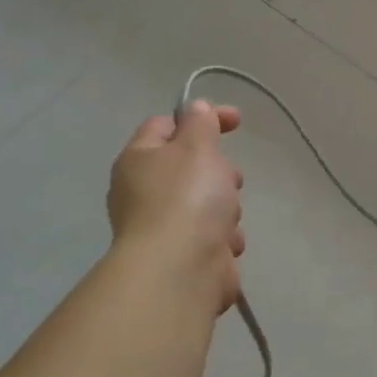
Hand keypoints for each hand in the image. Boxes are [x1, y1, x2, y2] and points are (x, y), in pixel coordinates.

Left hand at [107, 100, 245, 309]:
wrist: (181, 268)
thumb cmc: (187, 198)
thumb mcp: (197, 147)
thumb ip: (201, 123)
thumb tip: (196, 108)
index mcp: (139, 159)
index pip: (166, 124)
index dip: (202, 117)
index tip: (237, 121)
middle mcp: (144, 191)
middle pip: (193, 167)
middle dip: (220, 172)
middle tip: (229, 180)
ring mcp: (164, 225)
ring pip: (209, 202)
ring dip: (227, 208)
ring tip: (226, 219)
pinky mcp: (184, 253)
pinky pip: (214, 235)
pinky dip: (223, 237)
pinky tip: (223, 245)